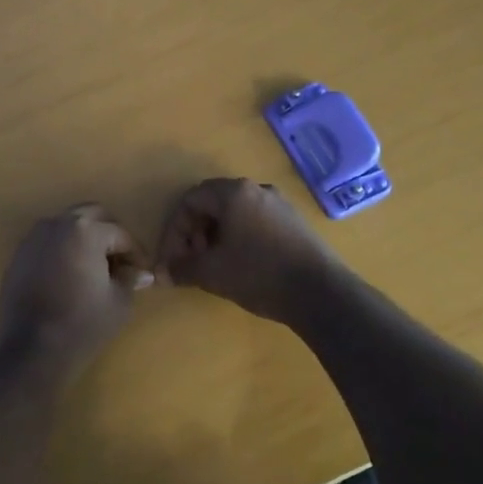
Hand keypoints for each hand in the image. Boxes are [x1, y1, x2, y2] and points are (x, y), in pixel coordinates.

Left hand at [0, 205, 152, 376]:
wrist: (31, 350)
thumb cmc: (82, 325)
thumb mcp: (118, 303)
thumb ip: (129, 279)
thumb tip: (140, 272)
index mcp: (85, 230)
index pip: (119, 233)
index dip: (135, 252)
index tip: (142, 272)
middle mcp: (57, 224)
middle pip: (91, 215)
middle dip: (109, 233)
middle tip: (120, 261)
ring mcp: (33, 238)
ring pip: (66, 225)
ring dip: (84, 237)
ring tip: (94, 267)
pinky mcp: (18, 255)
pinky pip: (47, 242)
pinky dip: (62, 249)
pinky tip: (68, 276)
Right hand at [156, 178, 345, 323]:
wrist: (322, 294)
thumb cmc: (259, 274)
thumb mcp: (212, 273)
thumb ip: (182, 268)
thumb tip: (161, 274)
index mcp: (234, 192)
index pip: (191, 200)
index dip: (175, 230)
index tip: (172, 259)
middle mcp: (257, 189)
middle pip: (213, 204)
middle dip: (195, 232)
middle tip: (193, 261)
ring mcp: (280, 205)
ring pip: (236, 214)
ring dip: (217, 237)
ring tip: (216, 266)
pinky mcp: (296, 223)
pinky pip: (256, 223)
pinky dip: (240, 239)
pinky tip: (242, 266)